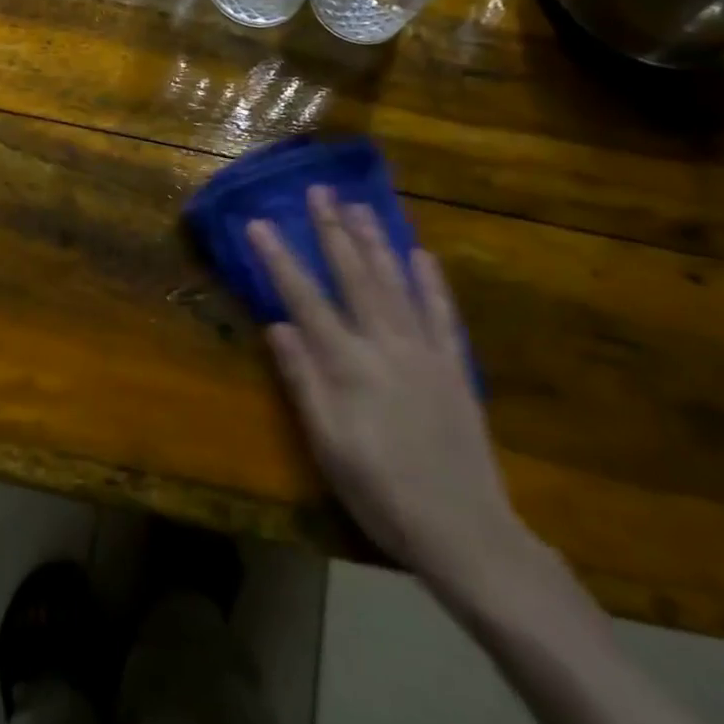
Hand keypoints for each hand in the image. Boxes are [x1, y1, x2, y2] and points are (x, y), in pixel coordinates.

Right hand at [249, 189, 530, 590]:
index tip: (259, 224)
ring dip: (376, 241)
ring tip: (359, 206)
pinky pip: (442, 313)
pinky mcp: (454, 366)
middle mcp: (385, 345)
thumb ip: (302, 381)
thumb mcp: (327, 445)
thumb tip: (277, 326)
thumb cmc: (381, 493)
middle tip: (319, 191)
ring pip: (396, 283)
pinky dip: (431, 281)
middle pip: (354, 276)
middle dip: (332, 231)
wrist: (465, 531)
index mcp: (347, 365)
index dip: (279, 260)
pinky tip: (421, 254)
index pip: (304, 300)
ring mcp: (425, 351)